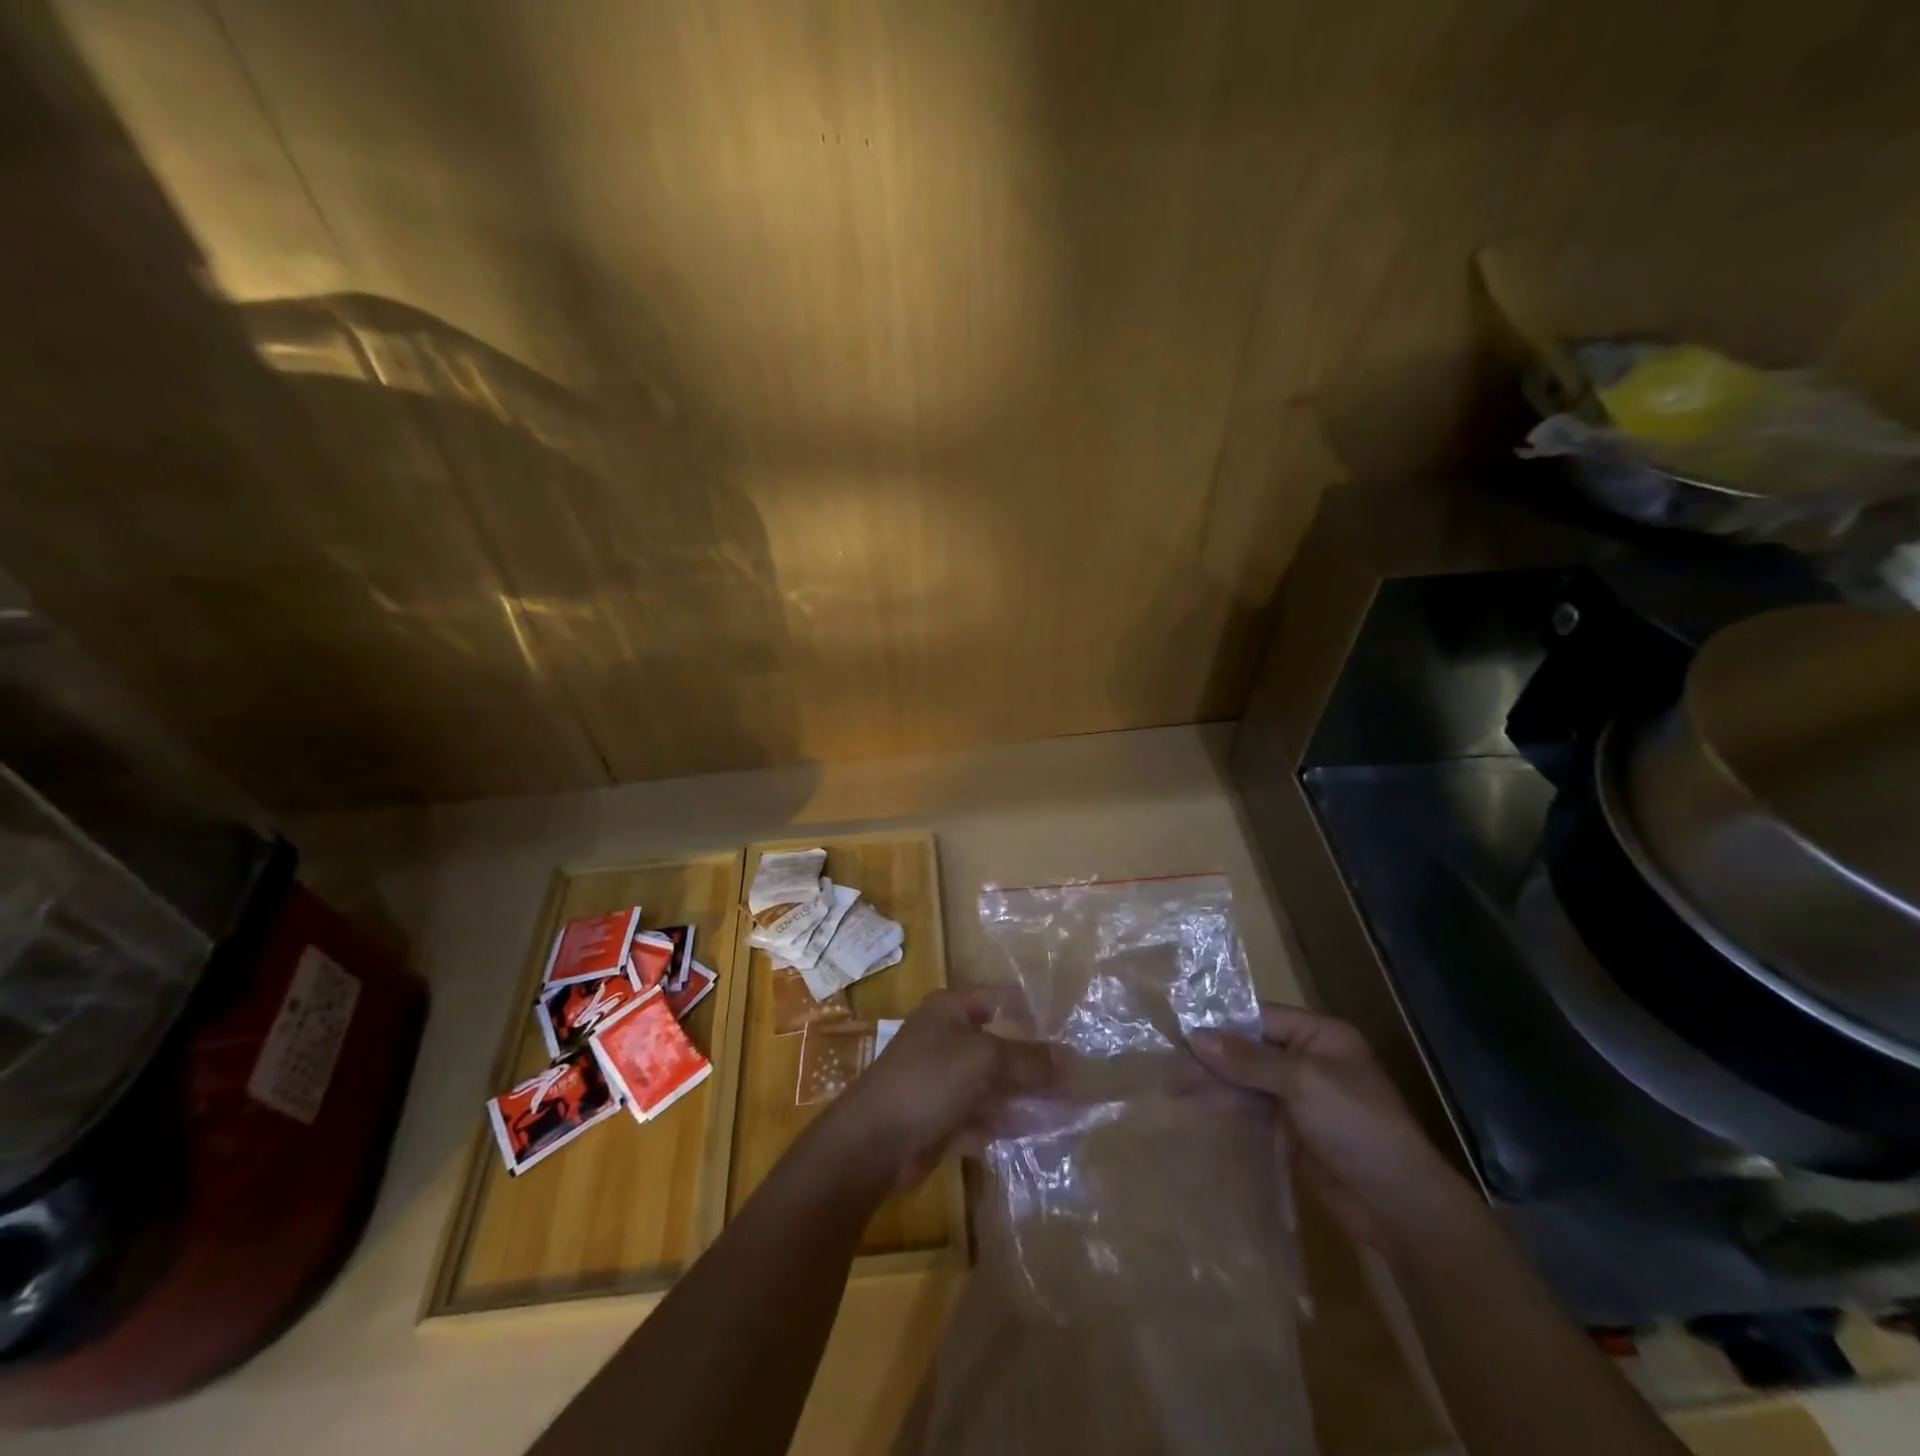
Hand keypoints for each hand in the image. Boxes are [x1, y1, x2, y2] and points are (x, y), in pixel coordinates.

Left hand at [820, 987, 1052, 1192]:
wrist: (872, 1142)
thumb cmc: (928, 1080)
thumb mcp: (985, 1060)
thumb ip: (1030, 1059)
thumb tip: (1073, 1060)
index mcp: (952, 1009)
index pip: (1002, 998)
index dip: (1035, 1011)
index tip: (1073, 1031)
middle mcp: (949, 1038)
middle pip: (1002, 1044)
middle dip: (1037, 1062)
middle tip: (1079, 1079)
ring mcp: (945, 1080)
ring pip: (995, 1083)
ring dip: (1027, 1095)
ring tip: (1070, 1109)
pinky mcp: (944, 1117)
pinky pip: (984, 1115)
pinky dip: (1008, 1122)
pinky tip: (1040, 1132)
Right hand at [1191, 1002, 1468, 1249]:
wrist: (1400, 1208)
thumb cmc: (1359, 1128)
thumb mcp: (1304, 1084)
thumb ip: (1248, 1060)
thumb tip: (1193, 1036)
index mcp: (1319, 1036)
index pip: (1259, 1017)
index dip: (1220, 1022)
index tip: (1177, 1028)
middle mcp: (1307, 1060)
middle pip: (1249, 1049)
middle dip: (1212, 1056)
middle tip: (1166, 1061)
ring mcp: (1299, 1097)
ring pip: (1246, 1080)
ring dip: (1214, 1083)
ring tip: (1172, 1086)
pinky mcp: (1291, 1131)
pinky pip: (1251, 1110)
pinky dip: (1226, 1108)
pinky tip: (1195, 1109)